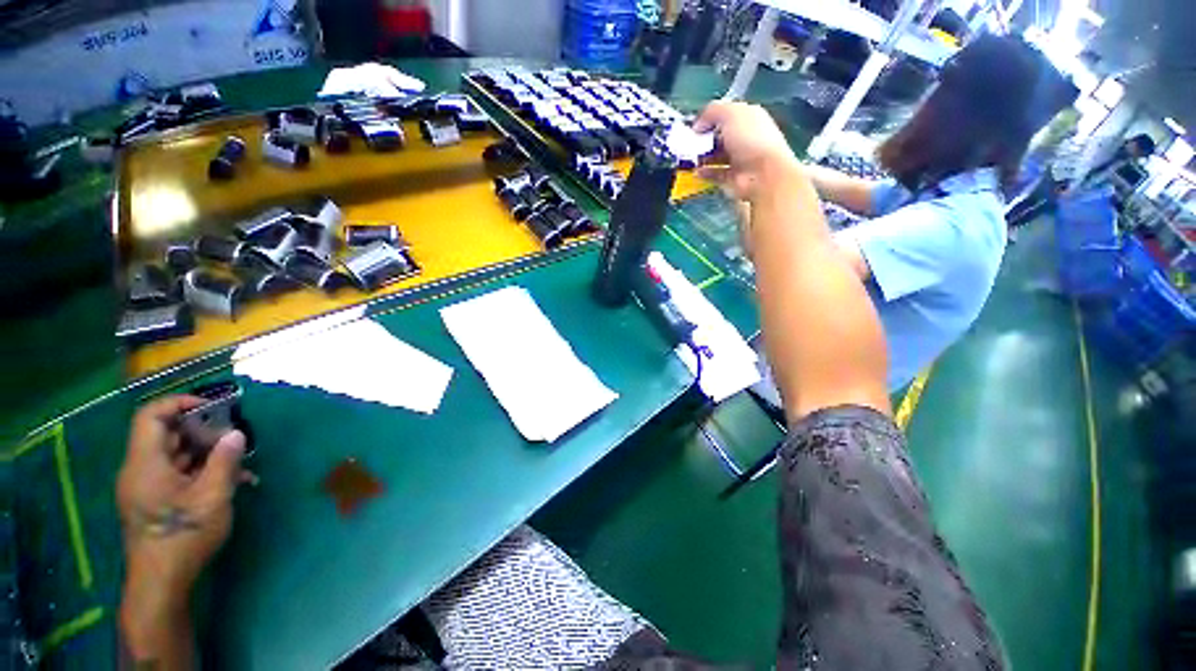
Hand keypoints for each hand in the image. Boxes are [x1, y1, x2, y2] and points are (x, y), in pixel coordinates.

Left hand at [118, 396, 246, 634]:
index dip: (179, 403)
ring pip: (173, 455)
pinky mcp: (152, 500)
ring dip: (204, 452)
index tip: (213, 407)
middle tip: (233, 435)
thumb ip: (224, 461)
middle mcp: (139, 469)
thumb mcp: (212, 496)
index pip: (151, 416)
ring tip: (237, 459)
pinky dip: (199, 470)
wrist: (161, 582)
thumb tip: (237, 434)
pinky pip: (175, 473)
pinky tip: (227, 480)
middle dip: (200, 430)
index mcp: (145, 462)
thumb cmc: (183, 535)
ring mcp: (144, 486)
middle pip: (165, 434)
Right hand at [694, 101, 801, 202]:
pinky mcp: (731, 178)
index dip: (708, 119)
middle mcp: (744, 138)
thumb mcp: (731, 113)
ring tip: (689, 158)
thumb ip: (712, 112)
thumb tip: (697, 125)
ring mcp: (738, 159)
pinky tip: (695, 171)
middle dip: (703, 139)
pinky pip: (714, 174)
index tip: (694, 127)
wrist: (763, 174)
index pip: (725, 115)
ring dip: (701, 156)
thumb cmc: (750, 138)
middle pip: (718, 136)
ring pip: (715, 156)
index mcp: (748, 117)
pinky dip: (704, 172)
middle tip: (689, 144)